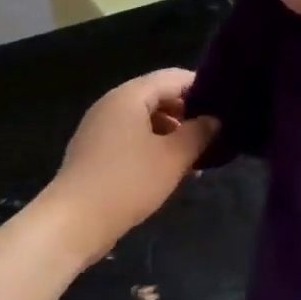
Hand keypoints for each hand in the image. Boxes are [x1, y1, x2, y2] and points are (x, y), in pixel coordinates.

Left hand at [41, 69, 218, 264]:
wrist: (74, 221)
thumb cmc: (128, 182)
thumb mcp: (173, 157)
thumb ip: (198, 133)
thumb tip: (214, 120)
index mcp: (129, 96)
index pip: (172, 78)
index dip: (201, 88)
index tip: (226, 107)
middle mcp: (111, 104)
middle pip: (157, 97)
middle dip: (186, 114)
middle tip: (213, 135)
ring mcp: (99, 128)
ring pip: (144, 120)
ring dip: (171, 134)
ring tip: (195, 157)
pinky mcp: (94, 152)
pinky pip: (130, 139)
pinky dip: (152, 147)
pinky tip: (168, 171)